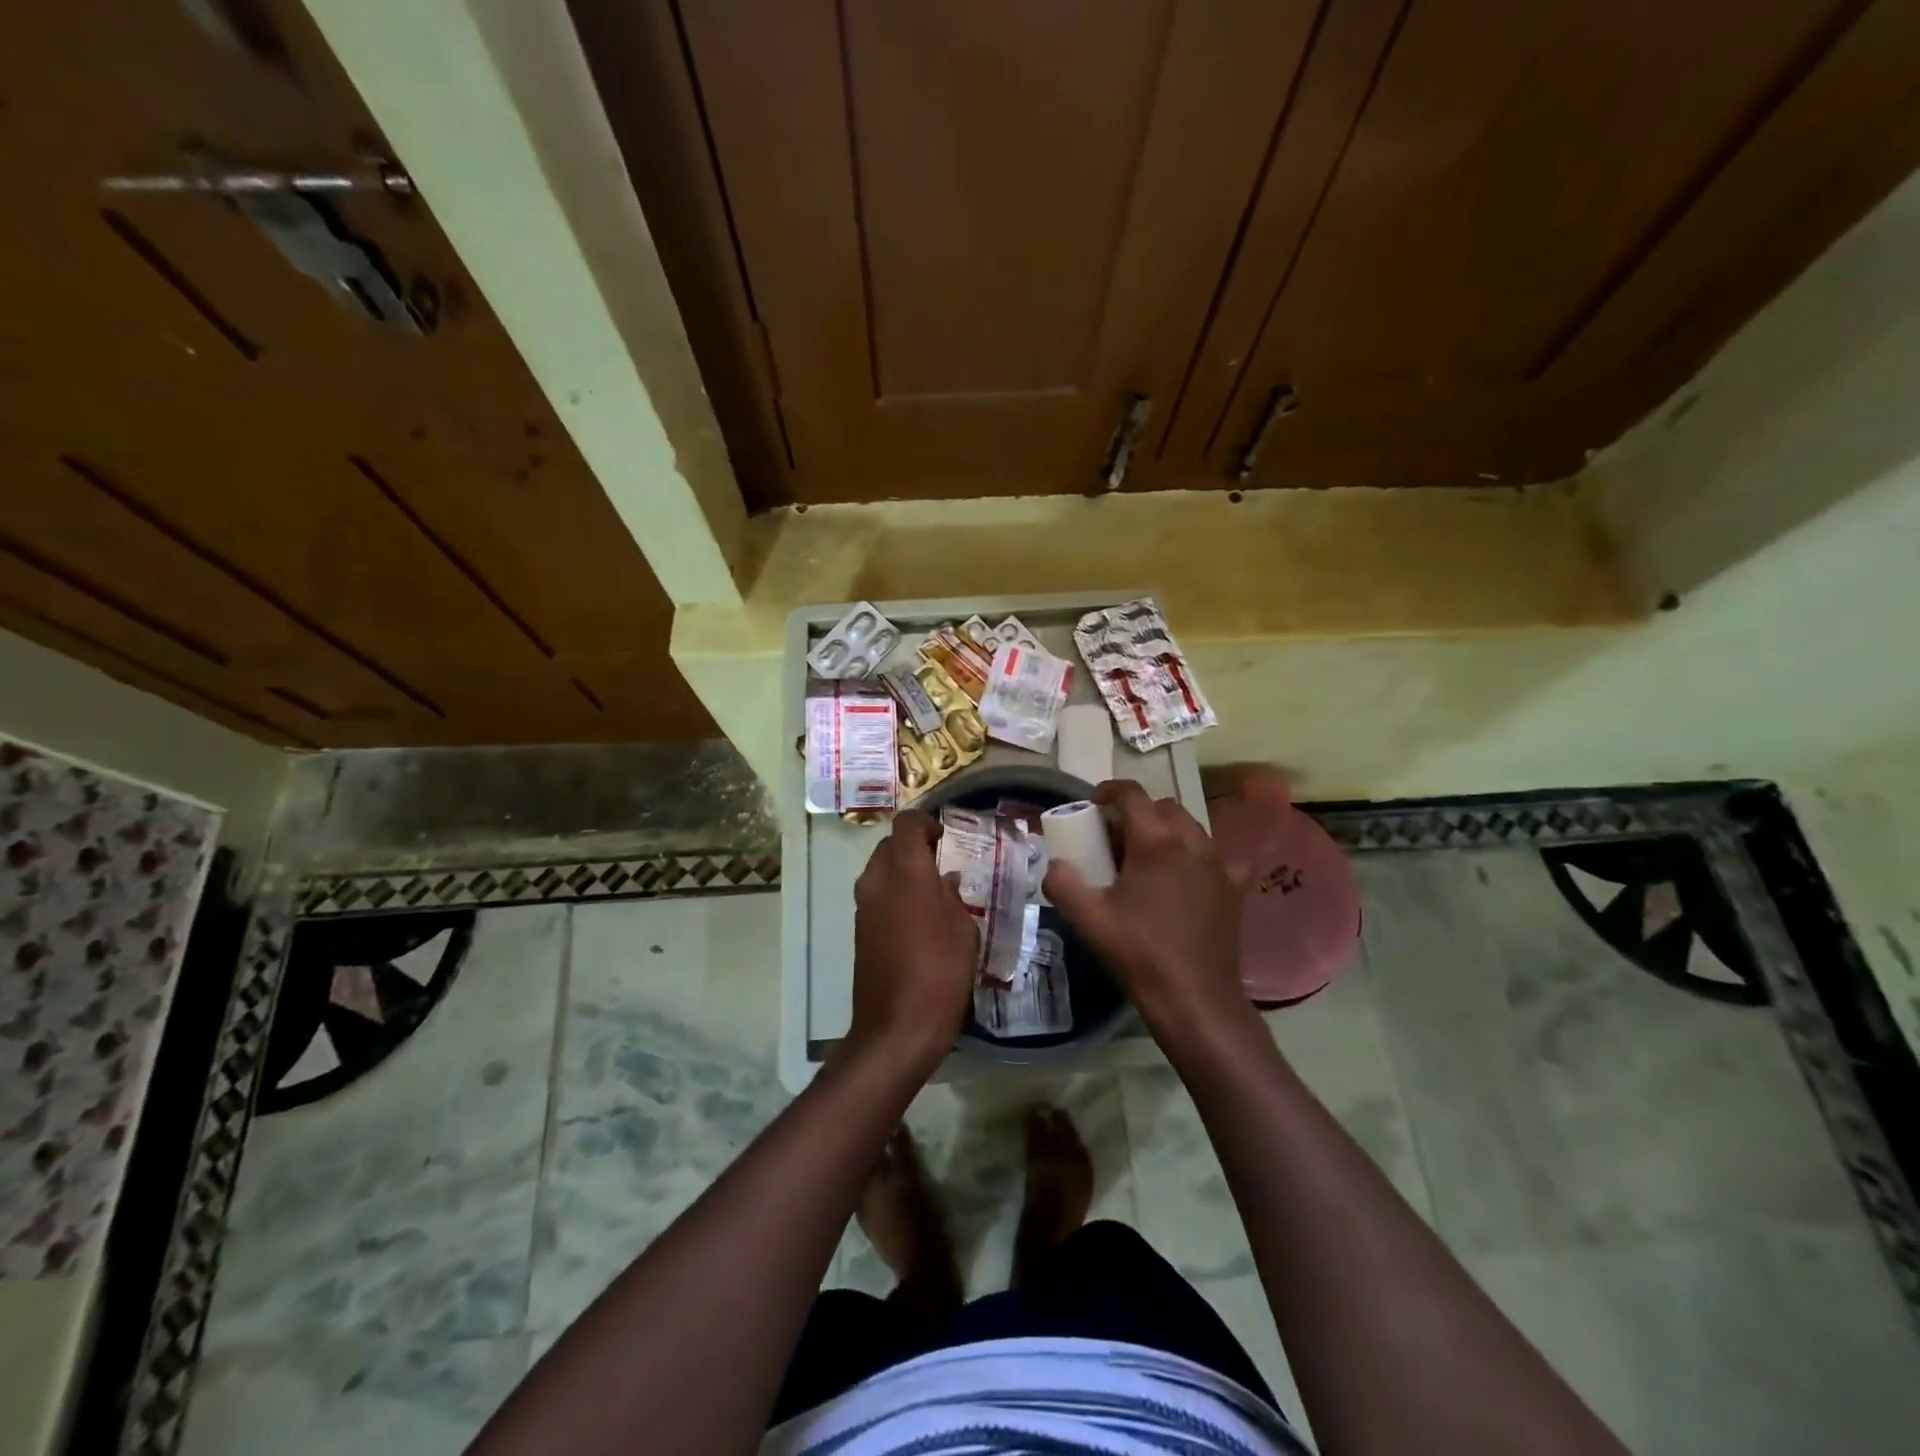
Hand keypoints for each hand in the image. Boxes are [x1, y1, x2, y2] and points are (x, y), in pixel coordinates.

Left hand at [849, 810, 977, 1069]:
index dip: (926, 823)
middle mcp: (877, 881)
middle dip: (913, 846)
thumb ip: (953, 895)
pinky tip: (919, 919)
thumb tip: (945, 880)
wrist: (897, 1028)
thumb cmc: (940, 972)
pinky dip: (894, 895)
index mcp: (905, 872)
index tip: (946, 838)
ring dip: (902, 871)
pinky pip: (876, 896)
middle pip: (889, 845)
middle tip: (942, 863)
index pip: (906, 824)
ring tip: (933, 892)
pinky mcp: (859, 931)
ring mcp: (863, 907)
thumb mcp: (963, 929)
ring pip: (879, 870)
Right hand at [1043, 780, 1253, 1043]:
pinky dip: (1196, 856)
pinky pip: (1215, 857)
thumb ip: (1062, 883)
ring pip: (1191, 827)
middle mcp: (1192, 843)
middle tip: (1116, 836)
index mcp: (1156, 842)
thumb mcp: (1088, 920)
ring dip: (1167, 830)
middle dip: (1138, 812)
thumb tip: (1055, 864)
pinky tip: (1186, 878)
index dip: (1110, 790)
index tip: (1094, 802)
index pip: (1132, 794)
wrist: (1194, 999)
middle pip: (1164, 806)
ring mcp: (1219, 865)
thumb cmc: (1138, 954)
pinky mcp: (1234, 889)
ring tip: (1147, 857)